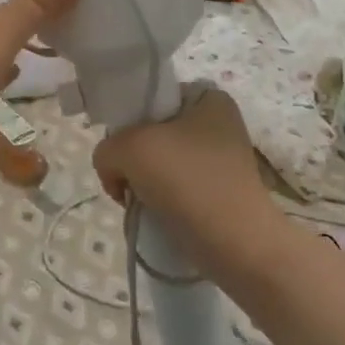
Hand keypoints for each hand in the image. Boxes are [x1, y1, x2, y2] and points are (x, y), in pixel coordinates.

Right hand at [91, 86, 281, 282]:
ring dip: (142, 183)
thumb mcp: (129, 149)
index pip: (152, 98)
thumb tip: (114, 172)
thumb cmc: (188, 182)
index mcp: (208, 99)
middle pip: (152, 133)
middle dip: (132, 159)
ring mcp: (221, 162)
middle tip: (128, 181)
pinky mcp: (219, 195)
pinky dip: (159, 201)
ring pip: (160, 164)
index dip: (129, 121)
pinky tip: (154, 215)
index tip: (122, 148)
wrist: (238, 247)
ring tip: (140, 203)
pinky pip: (175, 189)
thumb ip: (106, 149)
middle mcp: (219, 125)